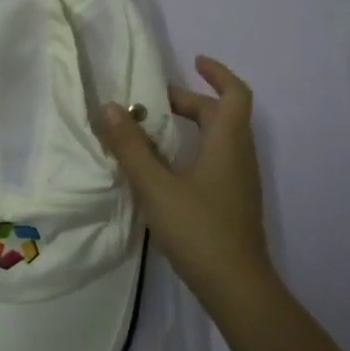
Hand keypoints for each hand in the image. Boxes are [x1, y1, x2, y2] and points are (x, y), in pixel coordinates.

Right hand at [95, 56, 273, 312]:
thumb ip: (131, 146)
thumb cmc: (198, 229)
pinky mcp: (233, 204)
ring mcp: (240, 183)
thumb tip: (110, 107)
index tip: (194, 61)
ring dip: (192, 126)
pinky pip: (216, 161)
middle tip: (154, 102)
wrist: (237, 288)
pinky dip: (194, 150)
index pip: (234, 94)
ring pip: (219, 140)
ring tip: (155, 130)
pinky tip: (166, 169)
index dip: (217, 74)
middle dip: (190, 102)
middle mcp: (239, 156)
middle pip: (222, 115)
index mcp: (227, 143)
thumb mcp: (155, 185)